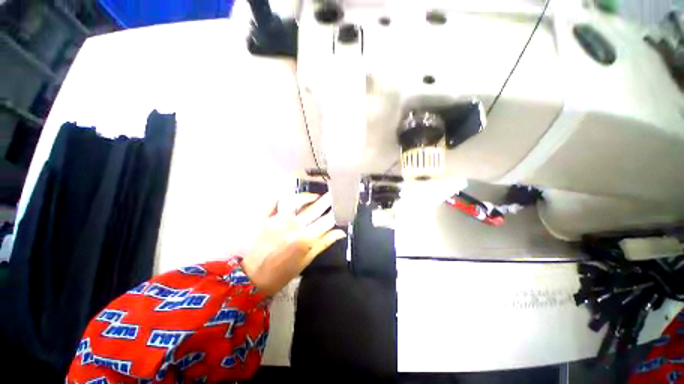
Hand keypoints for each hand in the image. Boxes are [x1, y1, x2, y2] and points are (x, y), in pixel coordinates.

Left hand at [241, 192, 346, 295]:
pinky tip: (291, 197)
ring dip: (306, 196)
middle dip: (326, 200)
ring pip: (294, 200)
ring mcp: (277, 220)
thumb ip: (324, 243)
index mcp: (305, 238)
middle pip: (314, 208)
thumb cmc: (284, 272)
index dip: (335, 213)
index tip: (340, 207)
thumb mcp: (307, 259)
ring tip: (313, 197)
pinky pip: (274, 202)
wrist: (254, 278)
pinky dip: (282, 197)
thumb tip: (341, 232)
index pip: (326, 221)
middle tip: (332, 194)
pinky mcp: (265, 219)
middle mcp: (293, 226)